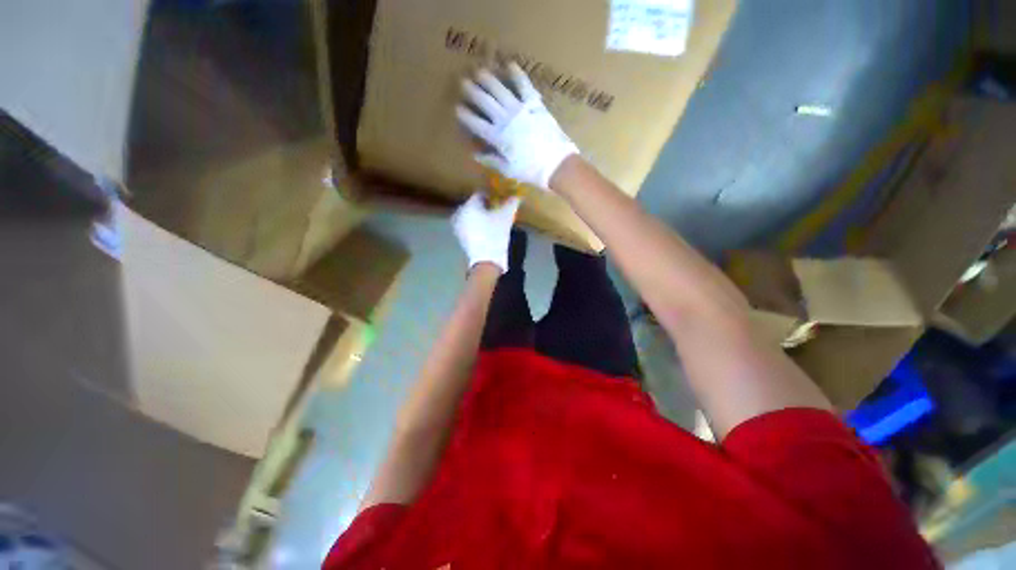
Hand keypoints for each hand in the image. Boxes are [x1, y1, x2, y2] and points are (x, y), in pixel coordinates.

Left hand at [452, 192, 520, 273]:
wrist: (486, 261)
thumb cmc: (495, 235)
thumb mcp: (506, 217)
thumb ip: (511, 204)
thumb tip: (516, 196)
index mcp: (469, 205)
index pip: (480, 194)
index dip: (491, 196)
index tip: (500, 201)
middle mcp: (460, 213)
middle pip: (474, 205)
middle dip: (484, 207)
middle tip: (497, 211)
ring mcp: (458, 227)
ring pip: (471, 217)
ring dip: (480, 217)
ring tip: (492, 222)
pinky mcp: (460, 239)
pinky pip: (469, 227)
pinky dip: (476, 227)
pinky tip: (486, 232)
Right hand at [457, 63, 578, 190]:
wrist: (555, 165)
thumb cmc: (531, 171)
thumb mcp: (508, 170)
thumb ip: (491, 160)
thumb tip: (476, 155)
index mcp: (498, 137)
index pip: (476, 123)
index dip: (465, 115)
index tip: (457, 108)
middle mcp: (505, 119)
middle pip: (485, 101)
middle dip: (472, 91)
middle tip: (463, 82)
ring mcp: (520, 109)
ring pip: (500, 89)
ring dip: (488, 79)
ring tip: (480, 70)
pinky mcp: (535, 104)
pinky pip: (524, 86)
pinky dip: (517, 75)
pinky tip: (509, 65)